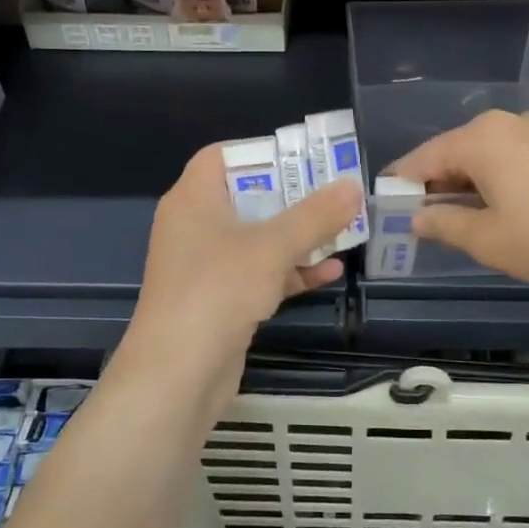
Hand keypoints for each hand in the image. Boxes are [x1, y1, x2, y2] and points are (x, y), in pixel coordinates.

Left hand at [131, 144, 359, 360]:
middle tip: (337, 193)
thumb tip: (351, 185)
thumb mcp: (271, 247)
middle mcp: (196, 226)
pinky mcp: (221, 299)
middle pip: (249, 197)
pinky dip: (291, 270)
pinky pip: (260, 273)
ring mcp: (207, 265)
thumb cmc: (217, 291)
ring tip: (344, 230)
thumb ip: (315, 215)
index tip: (304, 158)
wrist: (177, 374)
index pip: (223, 156)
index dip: (263, 152)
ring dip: (299, 236)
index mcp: (194, 199)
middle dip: (294, 197)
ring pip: (258, 238)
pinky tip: (331, 272)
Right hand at [387, 110, 528, 288]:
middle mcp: (508, 122)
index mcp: (481, 138)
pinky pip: (518, 157)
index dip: (402, 184)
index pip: (423, 157)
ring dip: (471, 184)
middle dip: (438, 185)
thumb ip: (444, 224)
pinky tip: (510, 209)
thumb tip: (419, 217)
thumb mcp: (488, 239)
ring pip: (489, 155)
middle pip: (457, 152)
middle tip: (428, 220)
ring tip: (469, 220)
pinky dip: (501, 179)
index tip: (388, 207)